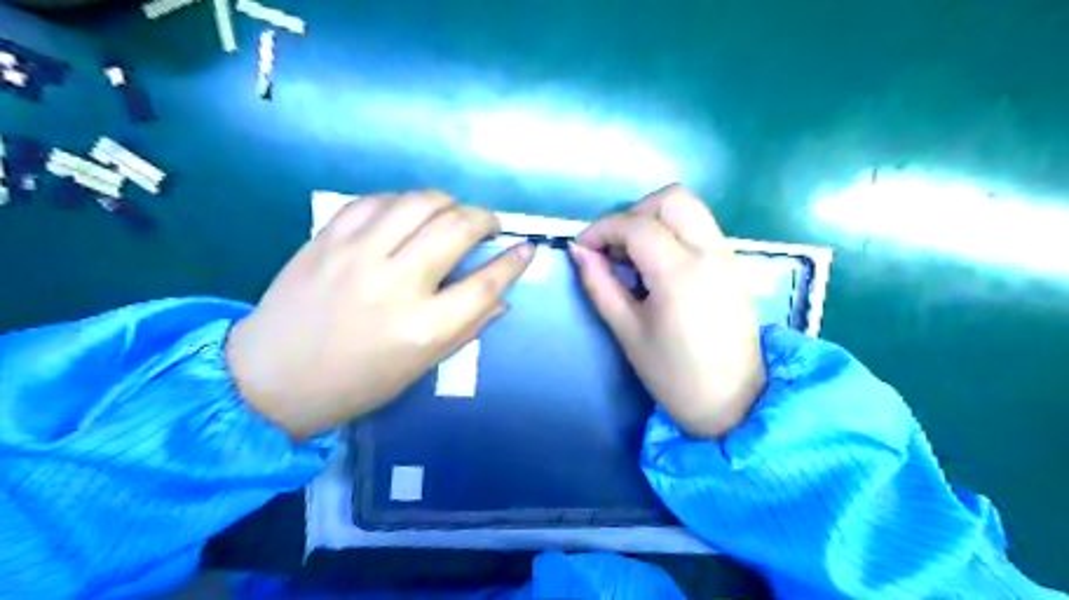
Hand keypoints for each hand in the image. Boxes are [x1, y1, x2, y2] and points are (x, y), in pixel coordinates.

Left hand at [223, 193, 531, 439]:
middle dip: (484, 218)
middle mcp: (397, 283)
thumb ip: (466, 328)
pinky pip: (376, 200)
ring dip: (447, 201)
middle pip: (457, 227)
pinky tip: (407, 213)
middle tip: (488, 225)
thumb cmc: (355, 384)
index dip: (514, 262)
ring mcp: (358, 254)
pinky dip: (401, 201)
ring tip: (451, 213)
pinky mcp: (328, 239)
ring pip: (419, 202)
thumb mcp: (420, 367)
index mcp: (424, 327)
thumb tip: (502, 299)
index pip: (486, 283)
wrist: (270, 380)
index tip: (526, 248)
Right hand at [573, 186, 762, 436]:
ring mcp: (728, 256)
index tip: (582, 247)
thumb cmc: (674, 375)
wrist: (734, 403)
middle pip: (672, 199)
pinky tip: (657, 266)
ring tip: (632, 256)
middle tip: (613, 247)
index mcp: (680, 273)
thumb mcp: (628, 331)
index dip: (602, 229)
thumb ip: (600, 285)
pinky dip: (673, 232)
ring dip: (654, 220)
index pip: (636, 225)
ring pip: (689, 209)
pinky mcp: (734, 265)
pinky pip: (700, 228)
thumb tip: (578, 252)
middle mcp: (710, 252)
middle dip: (633, 213)